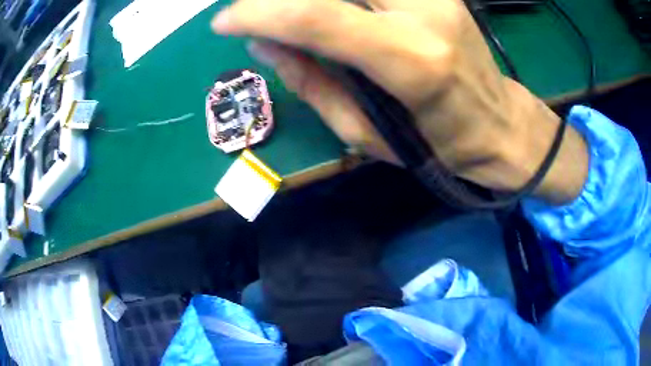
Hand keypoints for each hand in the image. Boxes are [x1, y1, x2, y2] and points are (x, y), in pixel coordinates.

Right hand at [212, 0, 587, 203]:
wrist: (500, 124)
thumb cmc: (439, 145)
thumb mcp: (367, 134)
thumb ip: (311, 82)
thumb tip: (263, 44)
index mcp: (412, 59)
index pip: (318, 16)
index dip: (260, 13)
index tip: (223, 22)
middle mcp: (426, 12)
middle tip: (252, 13)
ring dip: (312, 1)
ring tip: (288, 15)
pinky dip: (342, 1)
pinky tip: (334, 15)